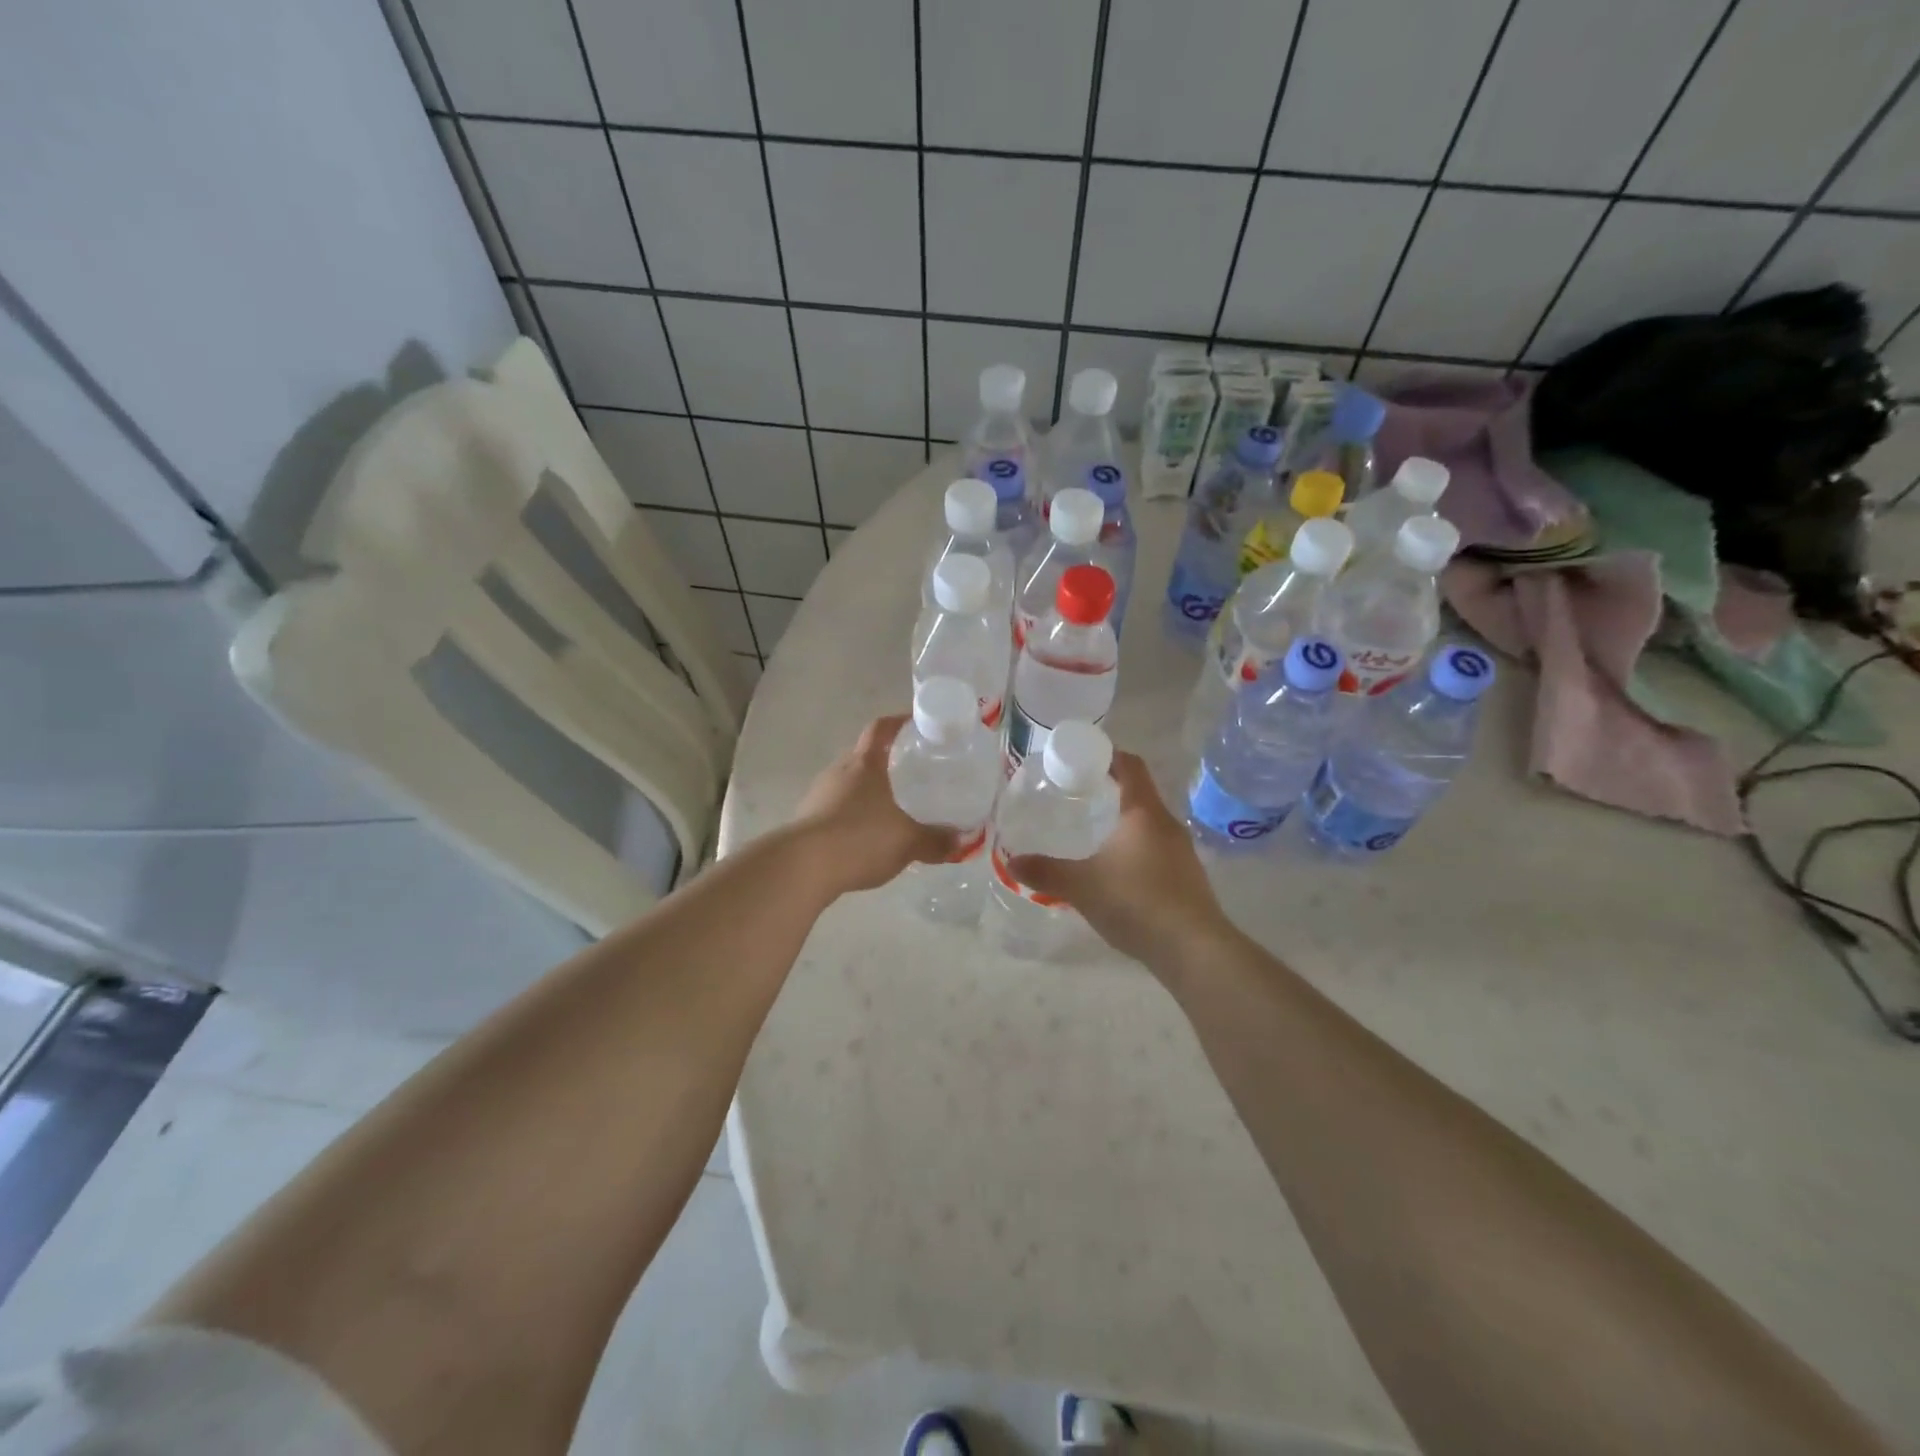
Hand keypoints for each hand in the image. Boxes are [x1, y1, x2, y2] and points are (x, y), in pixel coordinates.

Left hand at [792, 716, 962, 896]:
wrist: (802, 867)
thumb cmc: (860, 838)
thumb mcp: (907, 841)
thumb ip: (935, 840)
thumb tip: (960, 841)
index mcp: (865, 764)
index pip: (881, 729)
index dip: (898, 722)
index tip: (915, 723)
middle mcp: (839, 772)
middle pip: (863, 756)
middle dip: (885, 762)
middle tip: (911, 773)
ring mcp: (818, 796)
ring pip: (848, 784)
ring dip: (867, 792)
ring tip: (891, 809)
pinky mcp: (806, 821)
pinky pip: (835, 810)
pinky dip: (852, 817)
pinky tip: (866, 838)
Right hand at [1008, 752, 1235, 968]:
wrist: (1194, 949)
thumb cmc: (1136, 901)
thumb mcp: (1082, 886)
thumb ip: (1046, 871)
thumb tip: (1012, 862)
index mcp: (1144, 812)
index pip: (1131, 765)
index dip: (1108, 755)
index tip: (1082, 758)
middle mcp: (1167, 825)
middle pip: (1139, 794)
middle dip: (1109, 790)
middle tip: (1076, 796)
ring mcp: (1182, 853)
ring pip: (1148, 825)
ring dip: (1123, 823)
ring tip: (1091, 833)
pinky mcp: (1186, 879)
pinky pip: (1156, 851)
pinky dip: (1134, 850)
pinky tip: (1114, 872)